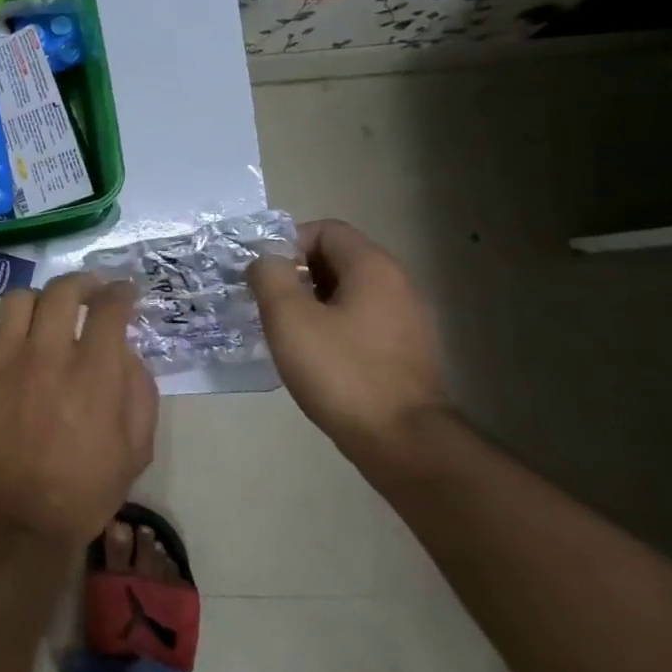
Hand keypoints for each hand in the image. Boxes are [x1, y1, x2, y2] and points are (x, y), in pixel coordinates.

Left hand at [0, 274, 159, 549]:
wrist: (17, 519)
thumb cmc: (84, 490)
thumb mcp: (136, 449)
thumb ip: (139, 391)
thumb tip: (125, 351)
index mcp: (92, 375)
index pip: (108, 309)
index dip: (120, 292)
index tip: (124, 292)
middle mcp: (46, 357)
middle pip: (61, 291)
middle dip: (82, 282)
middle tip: (89, 290)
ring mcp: (3, 362)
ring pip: (18, 300)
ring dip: (40, 300)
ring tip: (47, 313)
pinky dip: (4, 327)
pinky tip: (12, 341)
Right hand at [248, 219, 450, 466]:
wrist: (402, 441)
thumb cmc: (341, 371)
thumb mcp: (289, 317)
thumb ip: (270, 276)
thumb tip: (266, 260)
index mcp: (373, 268)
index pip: (326, 230)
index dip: (288, 243)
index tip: (264, 275)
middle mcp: (398, 284)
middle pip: (338, 259)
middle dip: (297, 274)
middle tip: (267, 302)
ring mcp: (408, 319)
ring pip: (348, 292)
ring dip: (312, 302)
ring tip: (284, 330)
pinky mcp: (407, 351)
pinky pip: (361, 320)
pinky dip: (332, 325)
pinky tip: (313, 355)